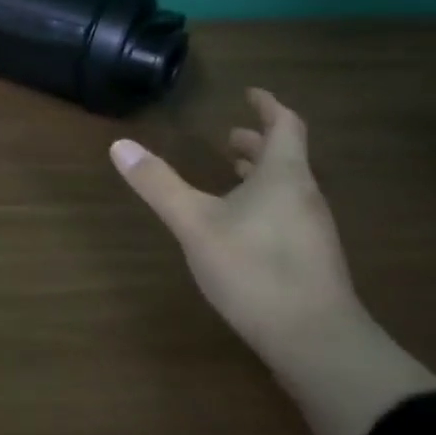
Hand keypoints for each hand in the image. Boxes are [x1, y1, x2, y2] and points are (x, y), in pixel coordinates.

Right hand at [110, 89, 361, 354]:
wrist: (316, 341)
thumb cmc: (254, 269)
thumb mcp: (195, 223)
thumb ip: (158, 184)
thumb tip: (119, 144)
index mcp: (283, 176)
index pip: (285, 126)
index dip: (268, 106)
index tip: (250, 93)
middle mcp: (304, 196)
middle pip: (286, 156)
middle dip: (258, 141)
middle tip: (229, 136)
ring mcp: (312, 230)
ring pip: (287, 187)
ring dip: (259, 173)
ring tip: (231, 173)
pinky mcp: (310, 260)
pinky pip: (287, 213)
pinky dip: (264, 201)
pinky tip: (241, 225)